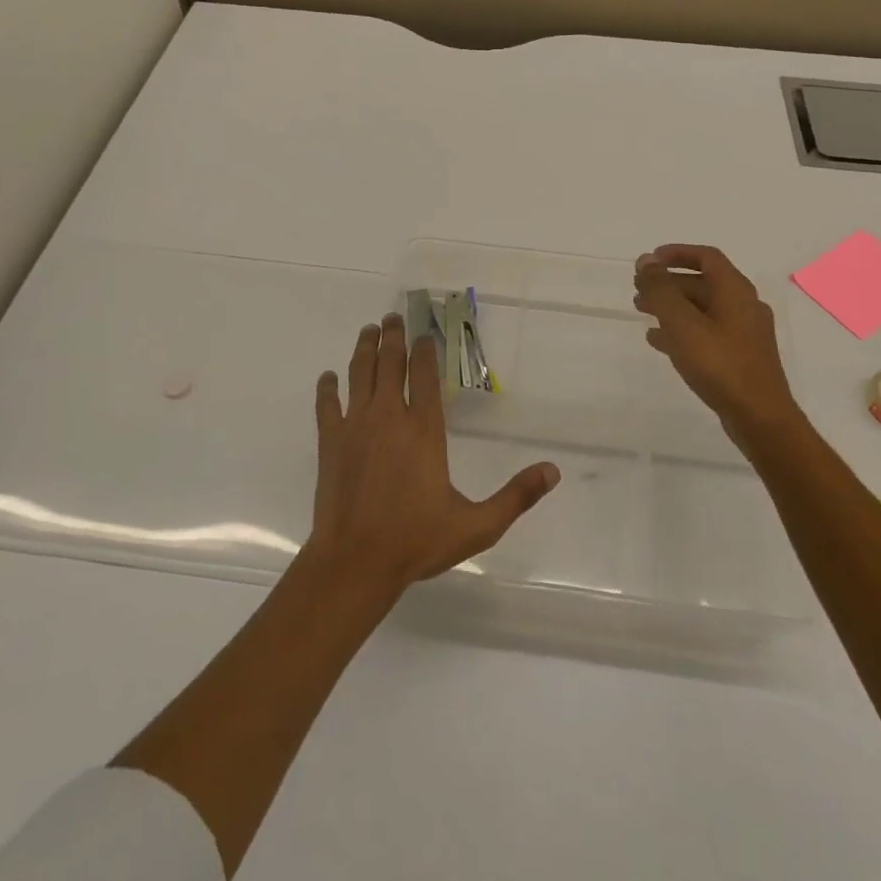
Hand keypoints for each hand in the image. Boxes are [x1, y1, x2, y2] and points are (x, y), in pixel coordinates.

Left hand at [303, 313, 559, 598]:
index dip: (425, 350)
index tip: (425, 333)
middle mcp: (389, 417)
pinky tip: (328, 377)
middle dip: (393, 337)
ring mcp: (355, 427)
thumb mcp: (477, 525)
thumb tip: (553, 471)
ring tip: (369, 330)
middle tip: (394, 317)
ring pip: (359, 374)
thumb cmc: (416, 541)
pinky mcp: (329, 442)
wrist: (355, 562)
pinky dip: (327, 387)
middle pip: (389, 363)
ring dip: (364, 349)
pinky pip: (327, 405)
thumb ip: (516, 496)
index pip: (424, 375)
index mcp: (423, 429)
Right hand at [633, 244, 797, 453]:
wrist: (760, 418)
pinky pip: (706, 333)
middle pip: (703, 283)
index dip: (677, 253)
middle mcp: (744, 306)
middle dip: (669, 283)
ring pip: (702, 309)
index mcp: (735, 291)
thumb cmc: (720, 364)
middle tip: (638, 289)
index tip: (649, 260)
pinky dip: (682, 330)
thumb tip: (646, 260)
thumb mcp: (682, 323)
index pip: (706, 257)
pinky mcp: (740, 357)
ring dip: (672, 307)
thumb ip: (661, 290)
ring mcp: (744, 333)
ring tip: (642, 312)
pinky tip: (658, 341)